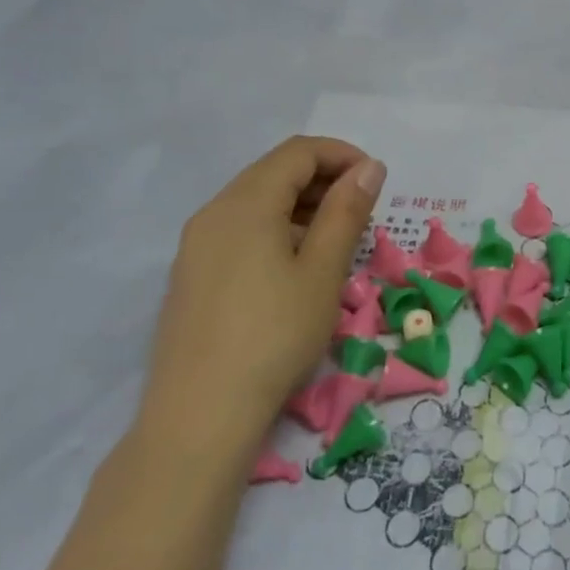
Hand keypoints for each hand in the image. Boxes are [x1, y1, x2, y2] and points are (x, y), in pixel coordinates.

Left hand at [134, 137, 385, 472]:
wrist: (199, 417)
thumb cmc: (274, 336)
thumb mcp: (323, 271)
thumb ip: (347, 211)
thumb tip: (369, 167)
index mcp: (246, 203)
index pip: (299, 152)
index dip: (343, 155)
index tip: (377, 182)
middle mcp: (214, 212)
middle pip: (275, 172)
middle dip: (324, 180)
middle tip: (363, 214)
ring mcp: (197, 245)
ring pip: (257, 202)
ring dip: (302, 206)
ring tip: (337, 242)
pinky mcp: (193, 275)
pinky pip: (240, 231)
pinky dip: (277, 230)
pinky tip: (297, 268)